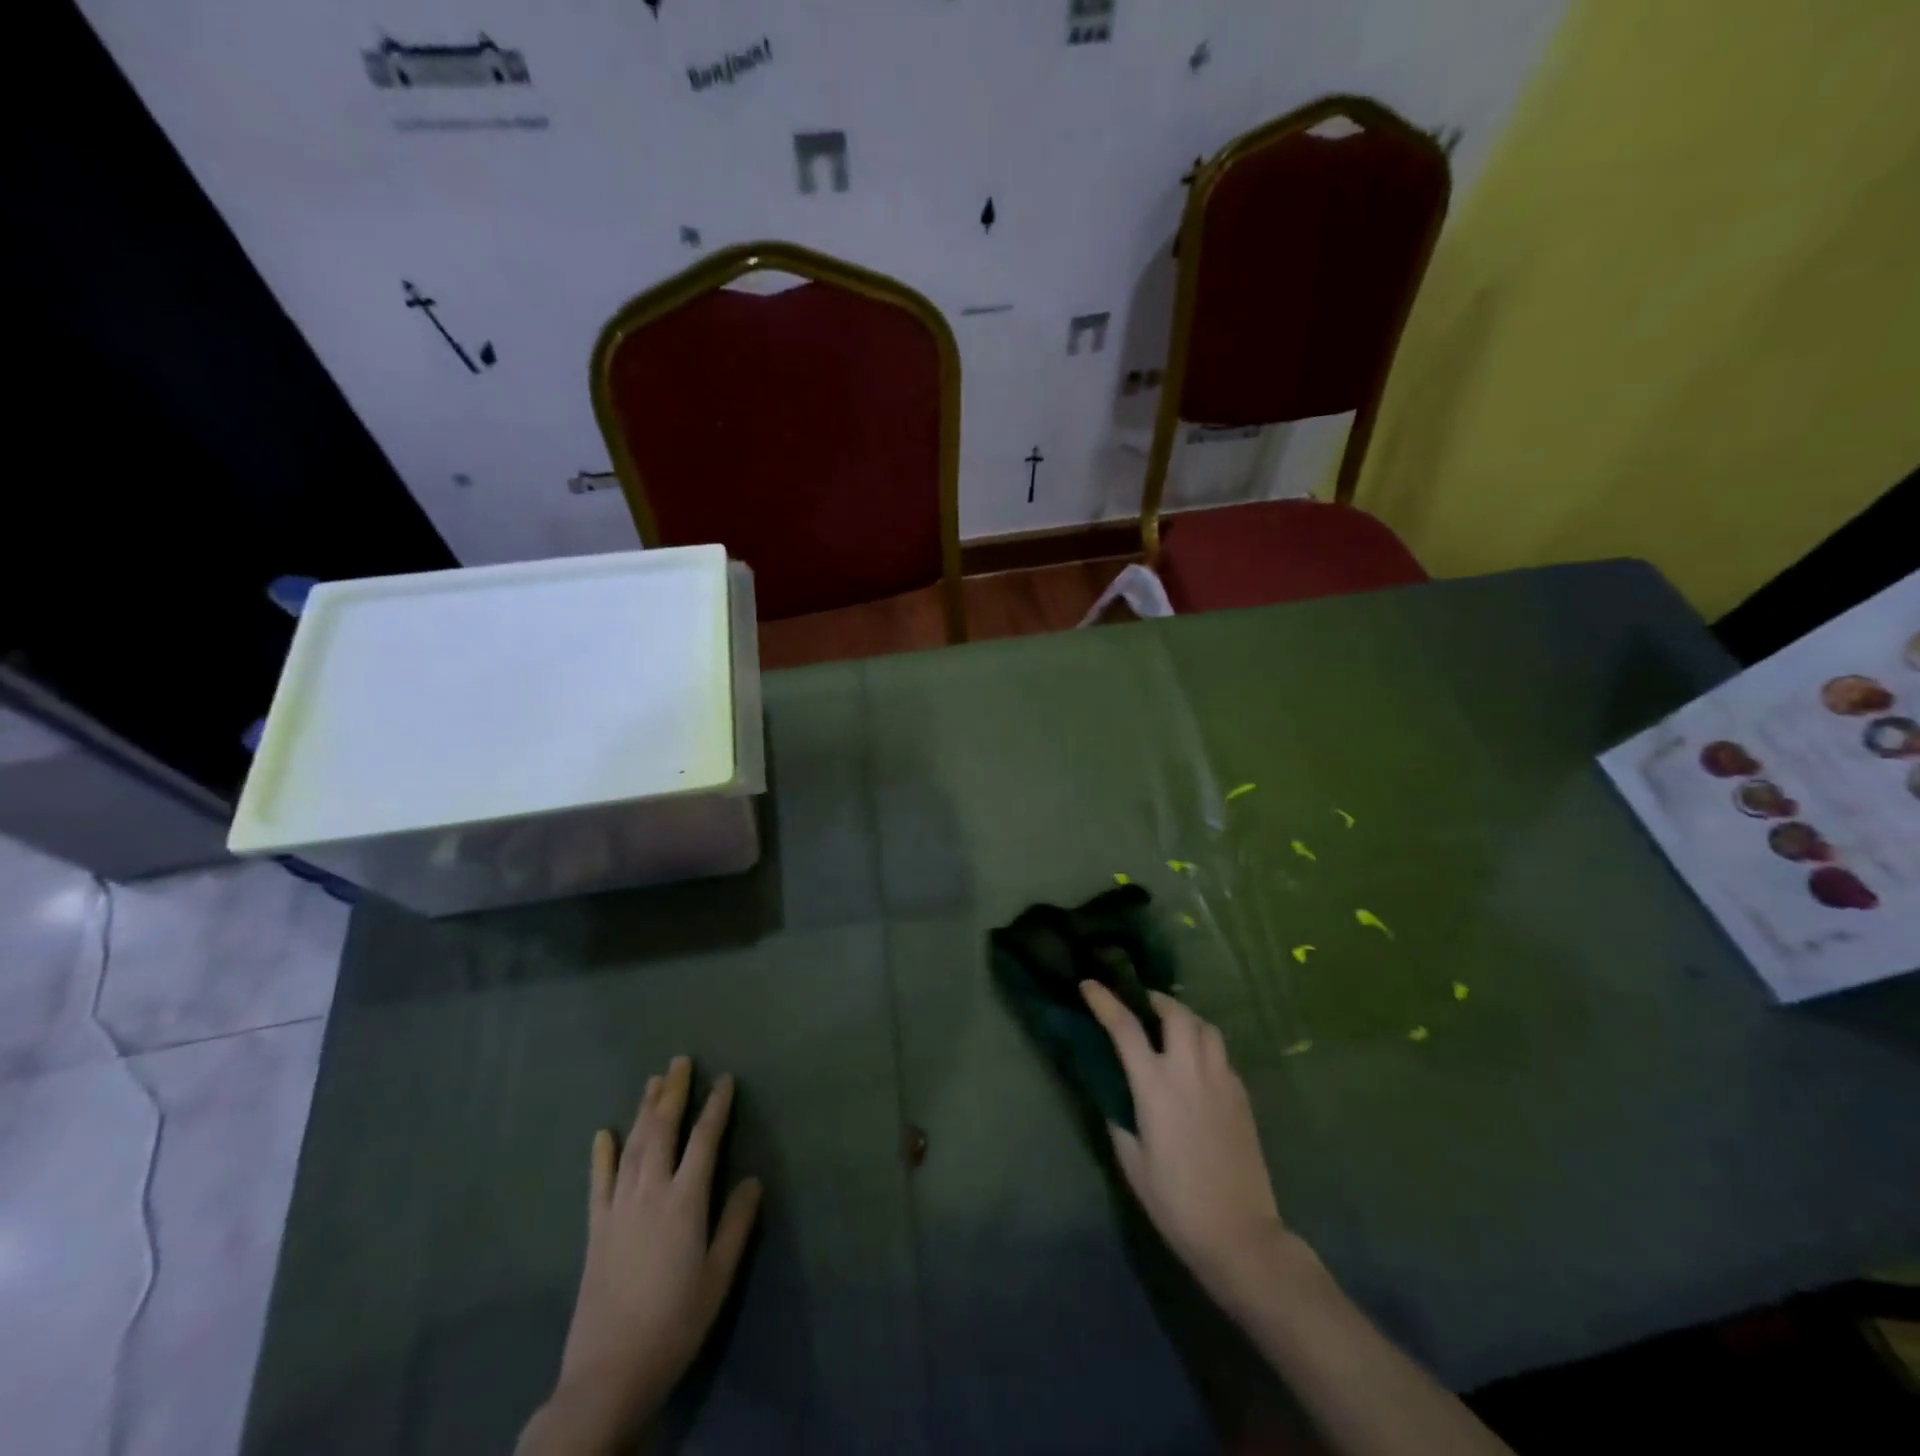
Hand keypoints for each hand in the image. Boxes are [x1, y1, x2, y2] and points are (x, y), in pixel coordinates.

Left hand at [525, 1057, 762, 1453]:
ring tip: (653, 1081)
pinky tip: (602, 1133)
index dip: (716, 1106)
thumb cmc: (675, 1323)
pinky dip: (601, 1155)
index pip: (704, 1139)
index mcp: (685, 1201)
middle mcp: (650, 1192)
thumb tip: (751, 1179)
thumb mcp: (719, 1276)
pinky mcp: (595, 1230)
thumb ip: (736, 1224)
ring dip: (643, 1110)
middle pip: (662, 1130)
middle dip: (673, 1092)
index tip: (725, 1079)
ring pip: (632, 1146)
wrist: (609, 1373)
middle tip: (681, 1061)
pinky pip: (598, 1183)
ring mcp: (618, 1208)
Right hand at [1081, 982, 1286, 1298]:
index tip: (1089, 984)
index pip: (1125, 1027)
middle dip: (1155, 999)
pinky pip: (1222, 1055)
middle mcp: (1189, 1072)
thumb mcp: (1132, 1163)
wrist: (1239, 1235)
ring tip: (1172, 1028)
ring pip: (1206, 1028)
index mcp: (1155, 1086)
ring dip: (1185, 1018)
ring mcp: (1221, 1081)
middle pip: (1175, 1013)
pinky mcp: (1242, 1096)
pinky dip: (1206, 1046)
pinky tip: (1198, 1065)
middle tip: (1142, 1004)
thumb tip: (1114, 1095)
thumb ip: (1120, 1119)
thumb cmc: (1176, 1202)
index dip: (1104, 1001)